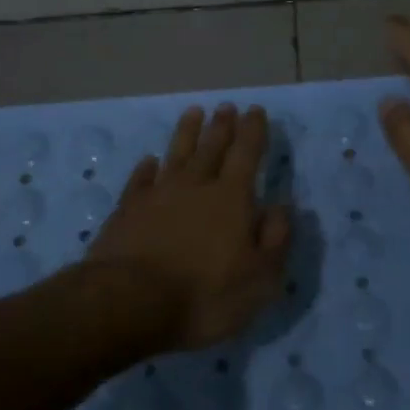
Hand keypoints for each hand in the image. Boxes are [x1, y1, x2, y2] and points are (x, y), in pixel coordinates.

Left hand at [87, 103, 292, 350]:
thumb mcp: (260, 277)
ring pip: (175, 155)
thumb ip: (276, 239)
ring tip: (193, 112)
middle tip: (226, 106)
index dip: (253, 131)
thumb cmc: (205, 295)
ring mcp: (157, 196)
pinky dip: (145, 168)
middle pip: (211, 148)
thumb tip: (282, 207)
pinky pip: (139, 180)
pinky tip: (149, 160)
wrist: (130, 302)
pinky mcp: (127, 211)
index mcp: (231, 198)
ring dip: (186, 133)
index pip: (246, 154)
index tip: (255, 110)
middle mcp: (195, 186)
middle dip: (222, 126)